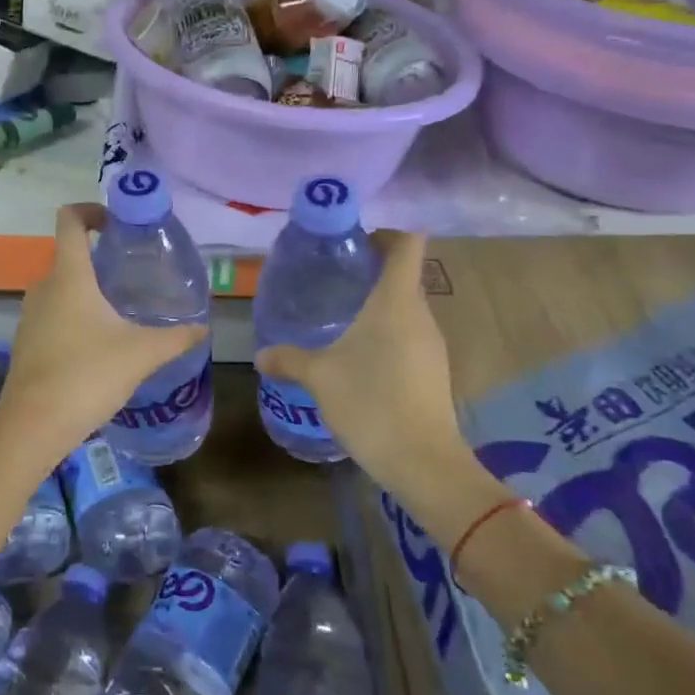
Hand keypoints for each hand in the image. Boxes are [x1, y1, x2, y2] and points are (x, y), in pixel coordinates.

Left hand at [0, 204, 204, 453]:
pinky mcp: (27, 342)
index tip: (117, 223)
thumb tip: (203, 330)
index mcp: (69, 276)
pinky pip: (53, 314)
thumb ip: (176, 338)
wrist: (34, 425)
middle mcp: (44, 287)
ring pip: (61, 288)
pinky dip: (75, 316)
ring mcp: (30, 315)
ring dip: (88, 291)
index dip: (91, 210)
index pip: (70, 220)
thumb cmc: (88, 375)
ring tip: (121, 309)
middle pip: (69, 255)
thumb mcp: (141, 354)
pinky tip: (99, 344)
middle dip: (100, 259)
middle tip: (134, 273)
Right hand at [255, 229, 498, 534]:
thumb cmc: (370, 402)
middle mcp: (420, 315)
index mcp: (396, 302)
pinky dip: (386, 335)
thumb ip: (289, 359)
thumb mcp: (319, 376)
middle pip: (404, 276)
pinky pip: (409, 337)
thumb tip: (261, 354)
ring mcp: (432, 345)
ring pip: (406, 309)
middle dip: (372, 271)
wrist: (422, 462)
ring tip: (340, 318)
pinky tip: (358, 358)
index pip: (408, 245)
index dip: (387, 233)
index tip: (356, 241)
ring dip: (378, 306)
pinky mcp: (433, 372)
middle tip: (334, 279)